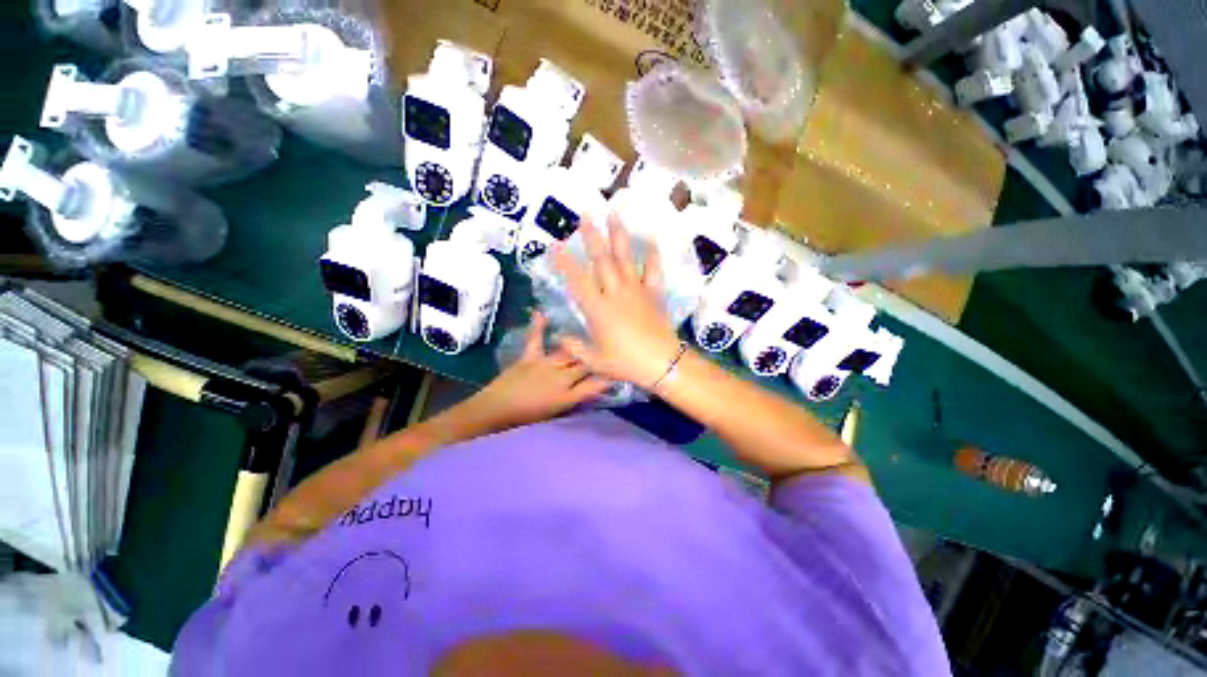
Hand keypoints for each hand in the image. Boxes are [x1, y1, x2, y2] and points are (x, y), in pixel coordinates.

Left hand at [461, 313, 611, 430]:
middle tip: (610, 347)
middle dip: (599, 357)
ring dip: (581, 345)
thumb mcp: (558, 412)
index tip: (620, 369)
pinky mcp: (530, 357)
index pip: (595, 384)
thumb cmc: (526, 417)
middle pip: (585, 365)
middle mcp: (561, 377)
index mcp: (568, 395)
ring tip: (592, 333)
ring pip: (569, 352)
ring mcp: (545, 365)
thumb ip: (579, 398)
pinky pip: (536, 340)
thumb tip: (597, 386)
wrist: (496, 411)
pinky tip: (543, 313)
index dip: (609, 376)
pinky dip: (538, 326)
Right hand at [553, 213, 682, 388]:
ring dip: (618, 235)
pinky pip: (653, 270)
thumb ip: (575, 347)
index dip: (564, 262)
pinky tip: (651, 240)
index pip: (577, 280)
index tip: (554, 245)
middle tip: (585, 215)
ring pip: (625, 258)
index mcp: (598, 309)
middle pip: (601, 260)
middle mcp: (615, 293)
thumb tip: (560, 336)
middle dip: (592, 236)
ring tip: (614, 214)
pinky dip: (652, 255)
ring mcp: (636, 290)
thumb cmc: (627, 363)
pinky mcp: (654, 294)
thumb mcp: (595, 361)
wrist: (662, 363)